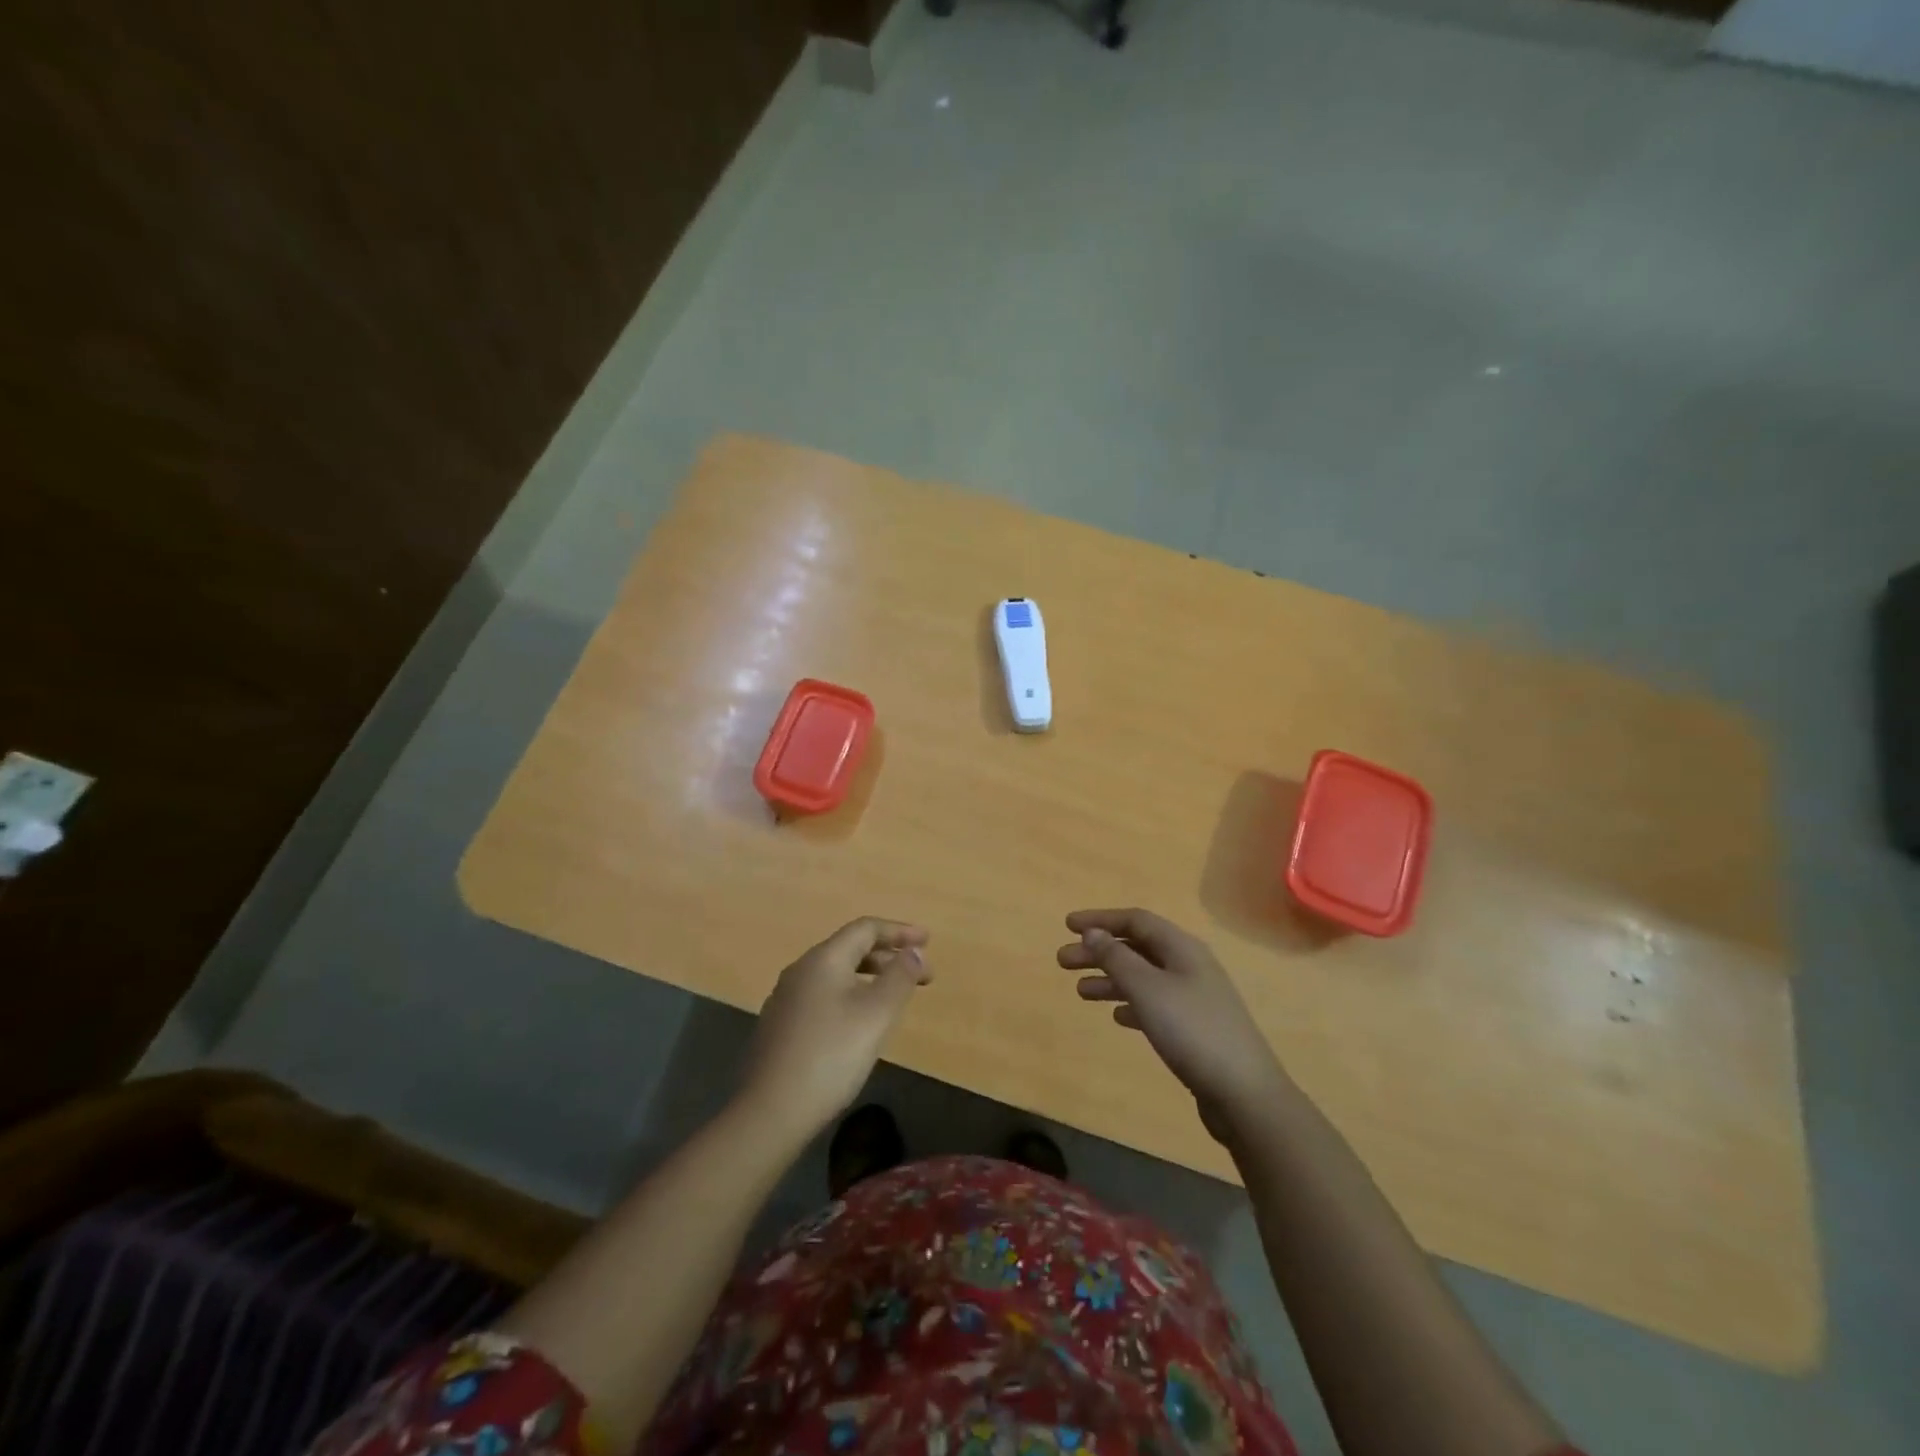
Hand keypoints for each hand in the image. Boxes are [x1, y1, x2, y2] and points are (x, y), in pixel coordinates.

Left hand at [743, 918, 931, 1138]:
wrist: (770, 1112)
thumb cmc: (831, 1056)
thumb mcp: (877, 1014)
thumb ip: (900, 977)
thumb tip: (913, 951)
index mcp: (823, 959)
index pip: (865, 929)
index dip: (899, 931)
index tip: (927, 941)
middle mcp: (800, 970)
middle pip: (850, 948)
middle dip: (889, 956)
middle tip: (921, 975)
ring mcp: (786, 999)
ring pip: (836, 974)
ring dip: (870, 977)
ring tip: (894, 997)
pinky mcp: (780, 1026)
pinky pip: (823, 995)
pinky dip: (850, 995)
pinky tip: (859, 1023)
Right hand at [1058, 908, 1286, 1142]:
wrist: (1244, 1094)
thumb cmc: (1192, 1031)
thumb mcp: (1147, 989)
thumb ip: (1116, 958)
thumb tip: (1092, 932)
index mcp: (1182, 948)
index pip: (1135, 920)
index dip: (1100, 919)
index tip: (1067, 925)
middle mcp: (1189, 965)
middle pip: (1137, 947)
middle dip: (1099, 951)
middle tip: (1063, 962)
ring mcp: (1195, 997)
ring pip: (1144, 977)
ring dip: (1111, 978)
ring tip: (1080, 992)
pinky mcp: (1196, 1028)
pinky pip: (1155, 1004)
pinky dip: (1131, 1003)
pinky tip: (1117, 1016)